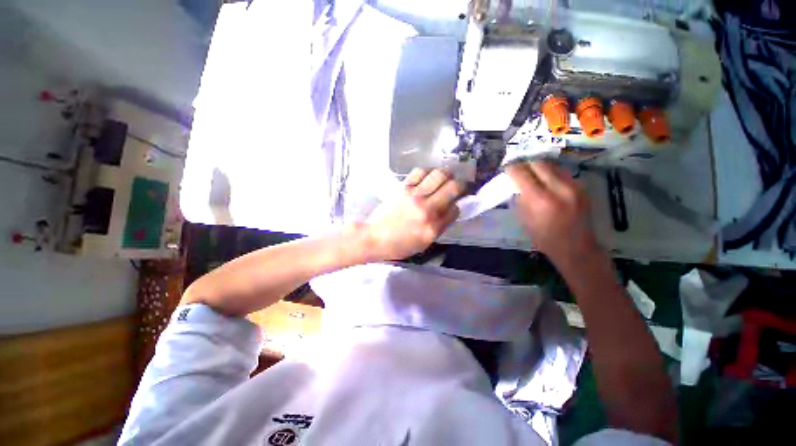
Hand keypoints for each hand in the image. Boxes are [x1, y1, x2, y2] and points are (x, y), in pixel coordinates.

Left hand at [364, 168, 463, 260]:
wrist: (375, 238)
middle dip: (461, 185)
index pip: (455, 209)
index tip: (456, 203)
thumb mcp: (424, 243)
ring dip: (446, 174)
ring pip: (439, 175)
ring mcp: (415, 196)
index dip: (458, 205)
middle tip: (458, 186)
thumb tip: (450, 210)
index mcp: (433, 227)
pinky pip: (420, 172)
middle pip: (453, 187)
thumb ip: (440, 227)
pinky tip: (428, 176)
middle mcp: (427, 209)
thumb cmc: (399, 245)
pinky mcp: (403, 188)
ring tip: (445, 177)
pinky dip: (427, 171)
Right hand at [506, 161, 599, 264]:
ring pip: (552, 165)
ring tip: (532, 174)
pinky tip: (546, 181)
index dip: (512, 169)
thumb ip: (520, 199)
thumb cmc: (544, 238)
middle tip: (519, 170)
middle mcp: (559, 189)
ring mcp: (574, 187)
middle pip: (539, 164)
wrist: (576, 247)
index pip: (523, 174)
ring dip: (539, 168)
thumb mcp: (524, 220)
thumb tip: (516, 184)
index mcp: (541, 200)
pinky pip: (562, 172)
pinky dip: (551, 173)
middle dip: (526, 165)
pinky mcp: (582, 187)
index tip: (507, 168)